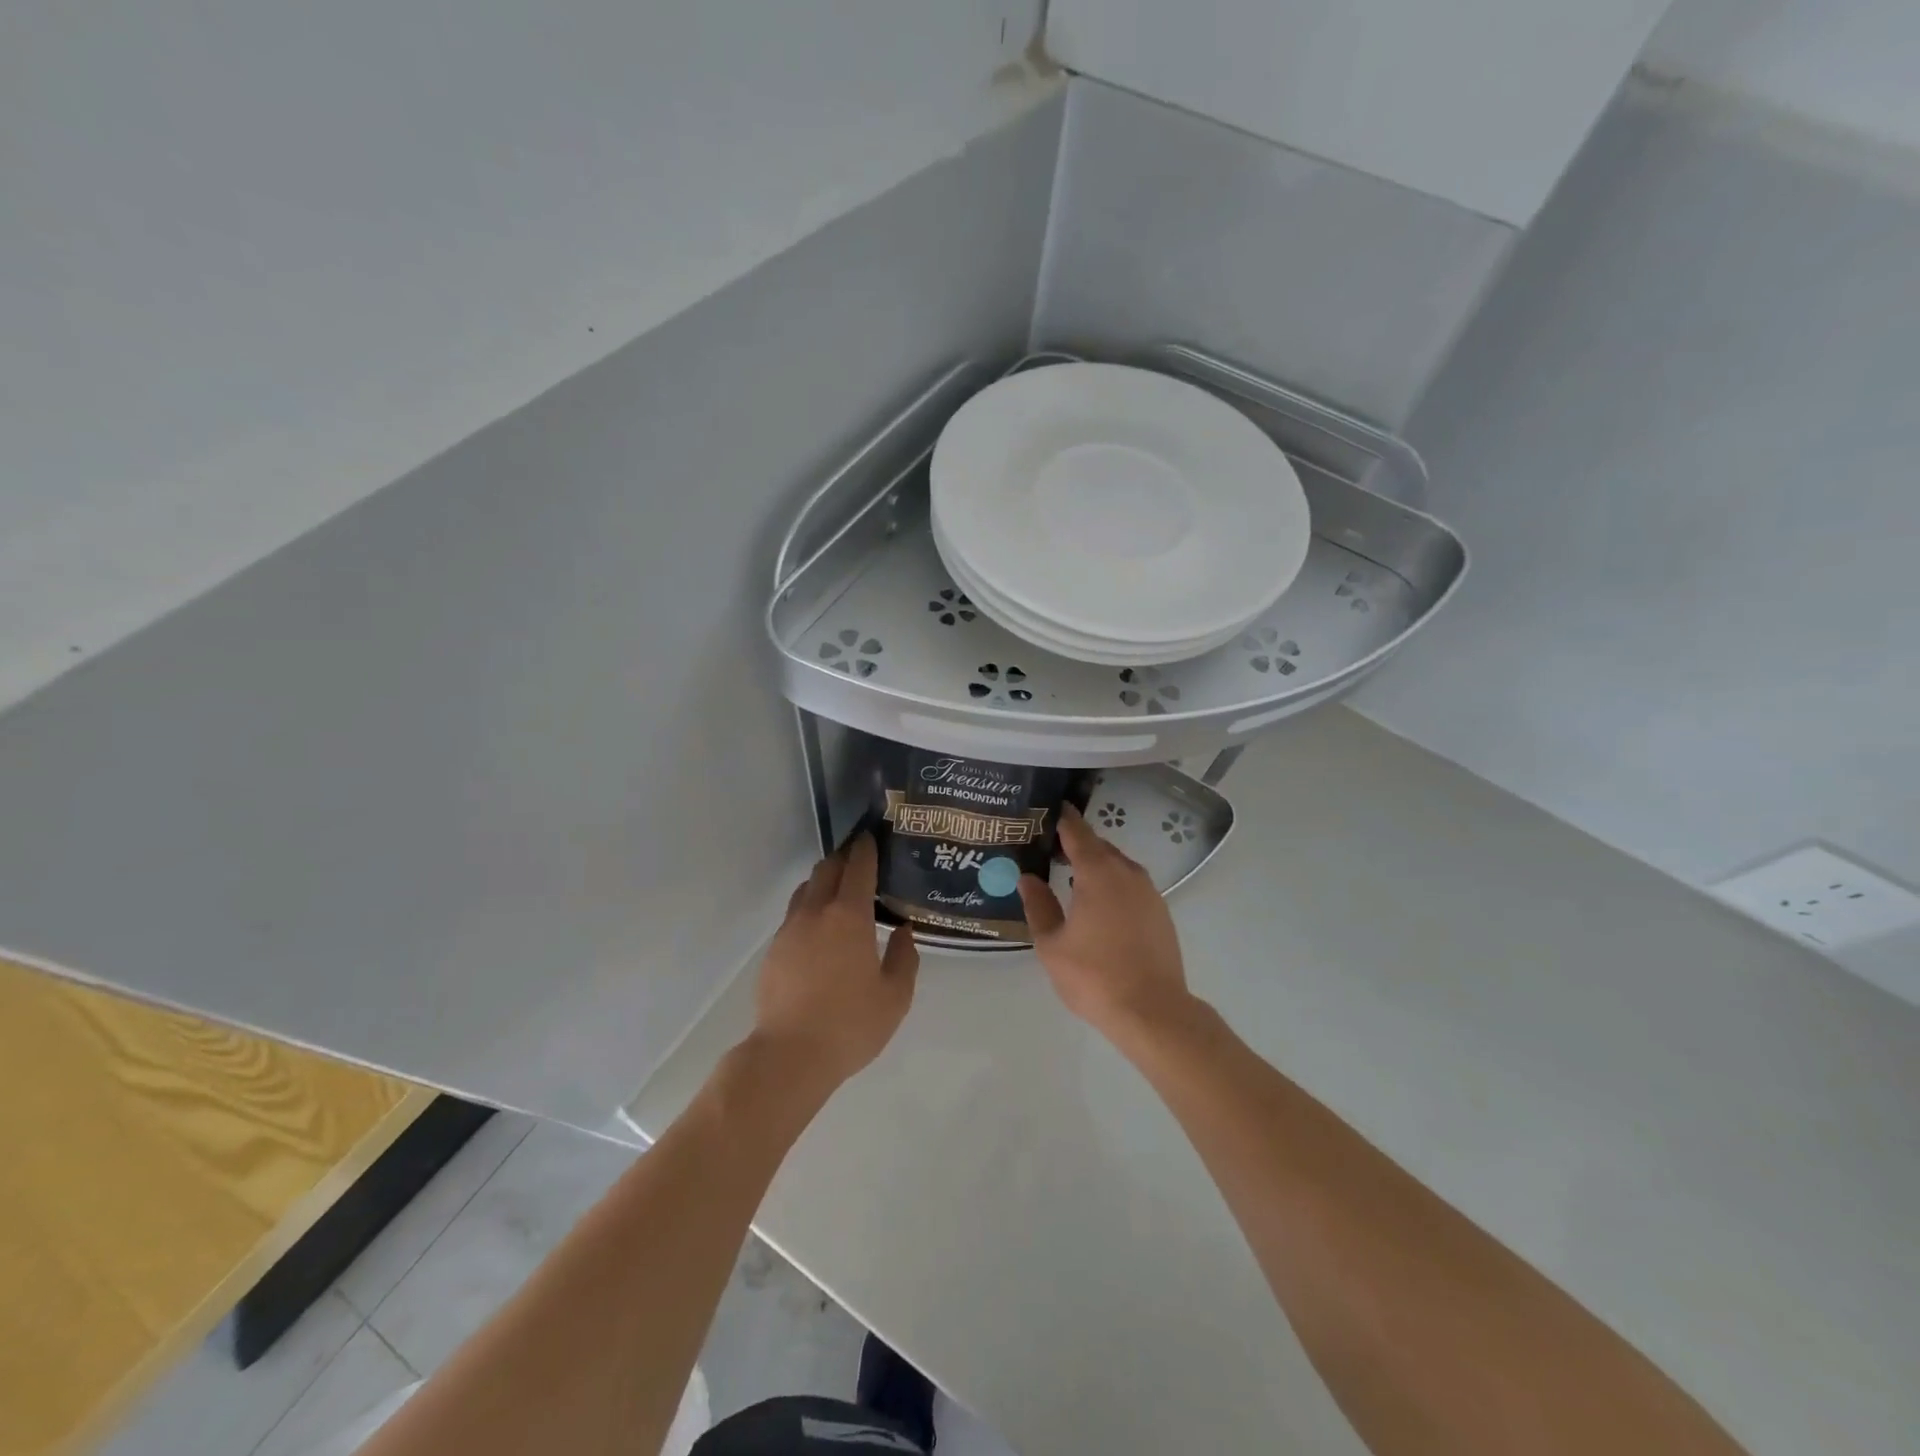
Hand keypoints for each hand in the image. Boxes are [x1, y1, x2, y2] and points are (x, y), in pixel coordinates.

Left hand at [752, 833, 918, 1088]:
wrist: (789, 1056)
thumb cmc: (850, 1024)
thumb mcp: (895, 997)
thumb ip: (904, 958)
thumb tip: (903, 932)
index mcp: (849, 917)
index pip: (858, 867)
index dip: (866, 849)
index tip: (872, 837)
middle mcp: (816, 913)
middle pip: (826, 869)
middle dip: (844, 857)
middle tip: (860, 859)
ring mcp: (789, 930)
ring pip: (806, 889)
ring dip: (823, 881)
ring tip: (839, 891)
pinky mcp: (773, 950)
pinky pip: (794, 915)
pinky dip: (810, 908)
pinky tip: (820, 930)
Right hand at [1017, 804, 1196, 1042]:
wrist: (1153, 1012)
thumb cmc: (1094, 976)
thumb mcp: (1052, 944)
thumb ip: (1038, 906)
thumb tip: (1027, 878)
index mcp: (1098, 873)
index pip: (1077, 832)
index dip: (1062, 818)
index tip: (1046, 809)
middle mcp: (1127, 873)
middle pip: (1099, 846)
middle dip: (1075, 843)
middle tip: (1049, 849)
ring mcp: (1149, 892)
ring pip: (1117, 865)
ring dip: (1095, 865)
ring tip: (1070, 878)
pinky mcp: (1160, 912)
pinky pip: (1131, 885)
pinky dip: (1112, 884)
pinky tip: (1097, 905)